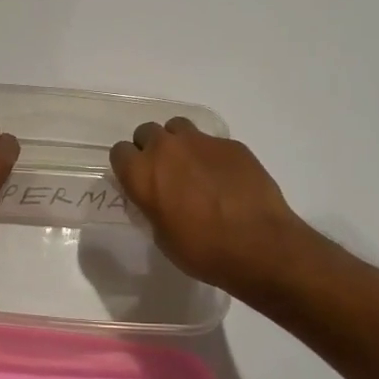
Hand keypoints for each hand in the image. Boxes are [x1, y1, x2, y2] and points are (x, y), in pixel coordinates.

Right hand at [110, 117, 311, 296]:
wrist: (258, 244)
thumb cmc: (202, 250)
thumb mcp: (162, 236)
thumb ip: (153, 206)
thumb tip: (158, 198)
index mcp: (142, 173)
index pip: (119, 152)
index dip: (128, 166)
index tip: (138, 181)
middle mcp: (166, 149)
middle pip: (147, 132)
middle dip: (151, 149)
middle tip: (165, 174)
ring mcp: (201, 142)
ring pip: (178, 128)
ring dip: (179, 144)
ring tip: (193, 169)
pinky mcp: (231, 144)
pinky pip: (211, 142)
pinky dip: (211, 156)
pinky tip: (224, 179)